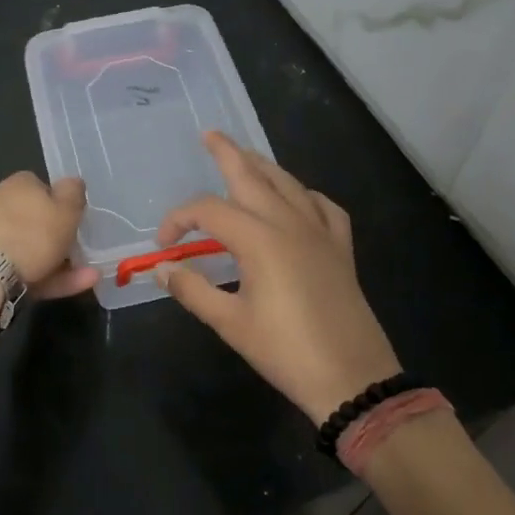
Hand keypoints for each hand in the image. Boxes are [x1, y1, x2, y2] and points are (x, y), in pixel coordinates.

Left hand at [0, 172, 99, 298]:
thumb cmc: (34, 234)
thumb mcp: (67, 208)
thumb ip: (74, 193)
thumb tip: (72, 183)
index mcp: (17, 184)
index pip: (40, 186)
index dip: (59, 202)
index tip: (74, 219)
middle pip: (33, 219)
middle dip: (57, 237)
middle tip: (80, 252)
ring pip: (29, 248)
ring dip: (58, 262)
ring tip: (88, 276)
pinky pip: (20, 268)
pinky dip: (44, 277)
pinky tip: (70, 287)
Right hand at [155, 133, 400, 421]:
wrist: (352, 379)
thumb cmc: (285, 351)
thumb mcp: (230, 324)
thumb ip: (193, 290)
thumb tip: (161, 269)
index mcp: (259, 239)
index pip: (208, 211)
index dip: (178, 220)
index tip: (163, 245)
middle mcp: (290, 223)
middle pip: (253, 176)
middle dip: (228, 153)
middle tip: (210, 135)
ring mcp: (320, 233)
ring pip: (288, 184)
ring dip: (264, 167)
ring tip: (246, 157)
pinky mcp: (340, 248)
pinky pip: (323, 206)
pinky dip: (305, 195)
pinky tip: (297, 200)